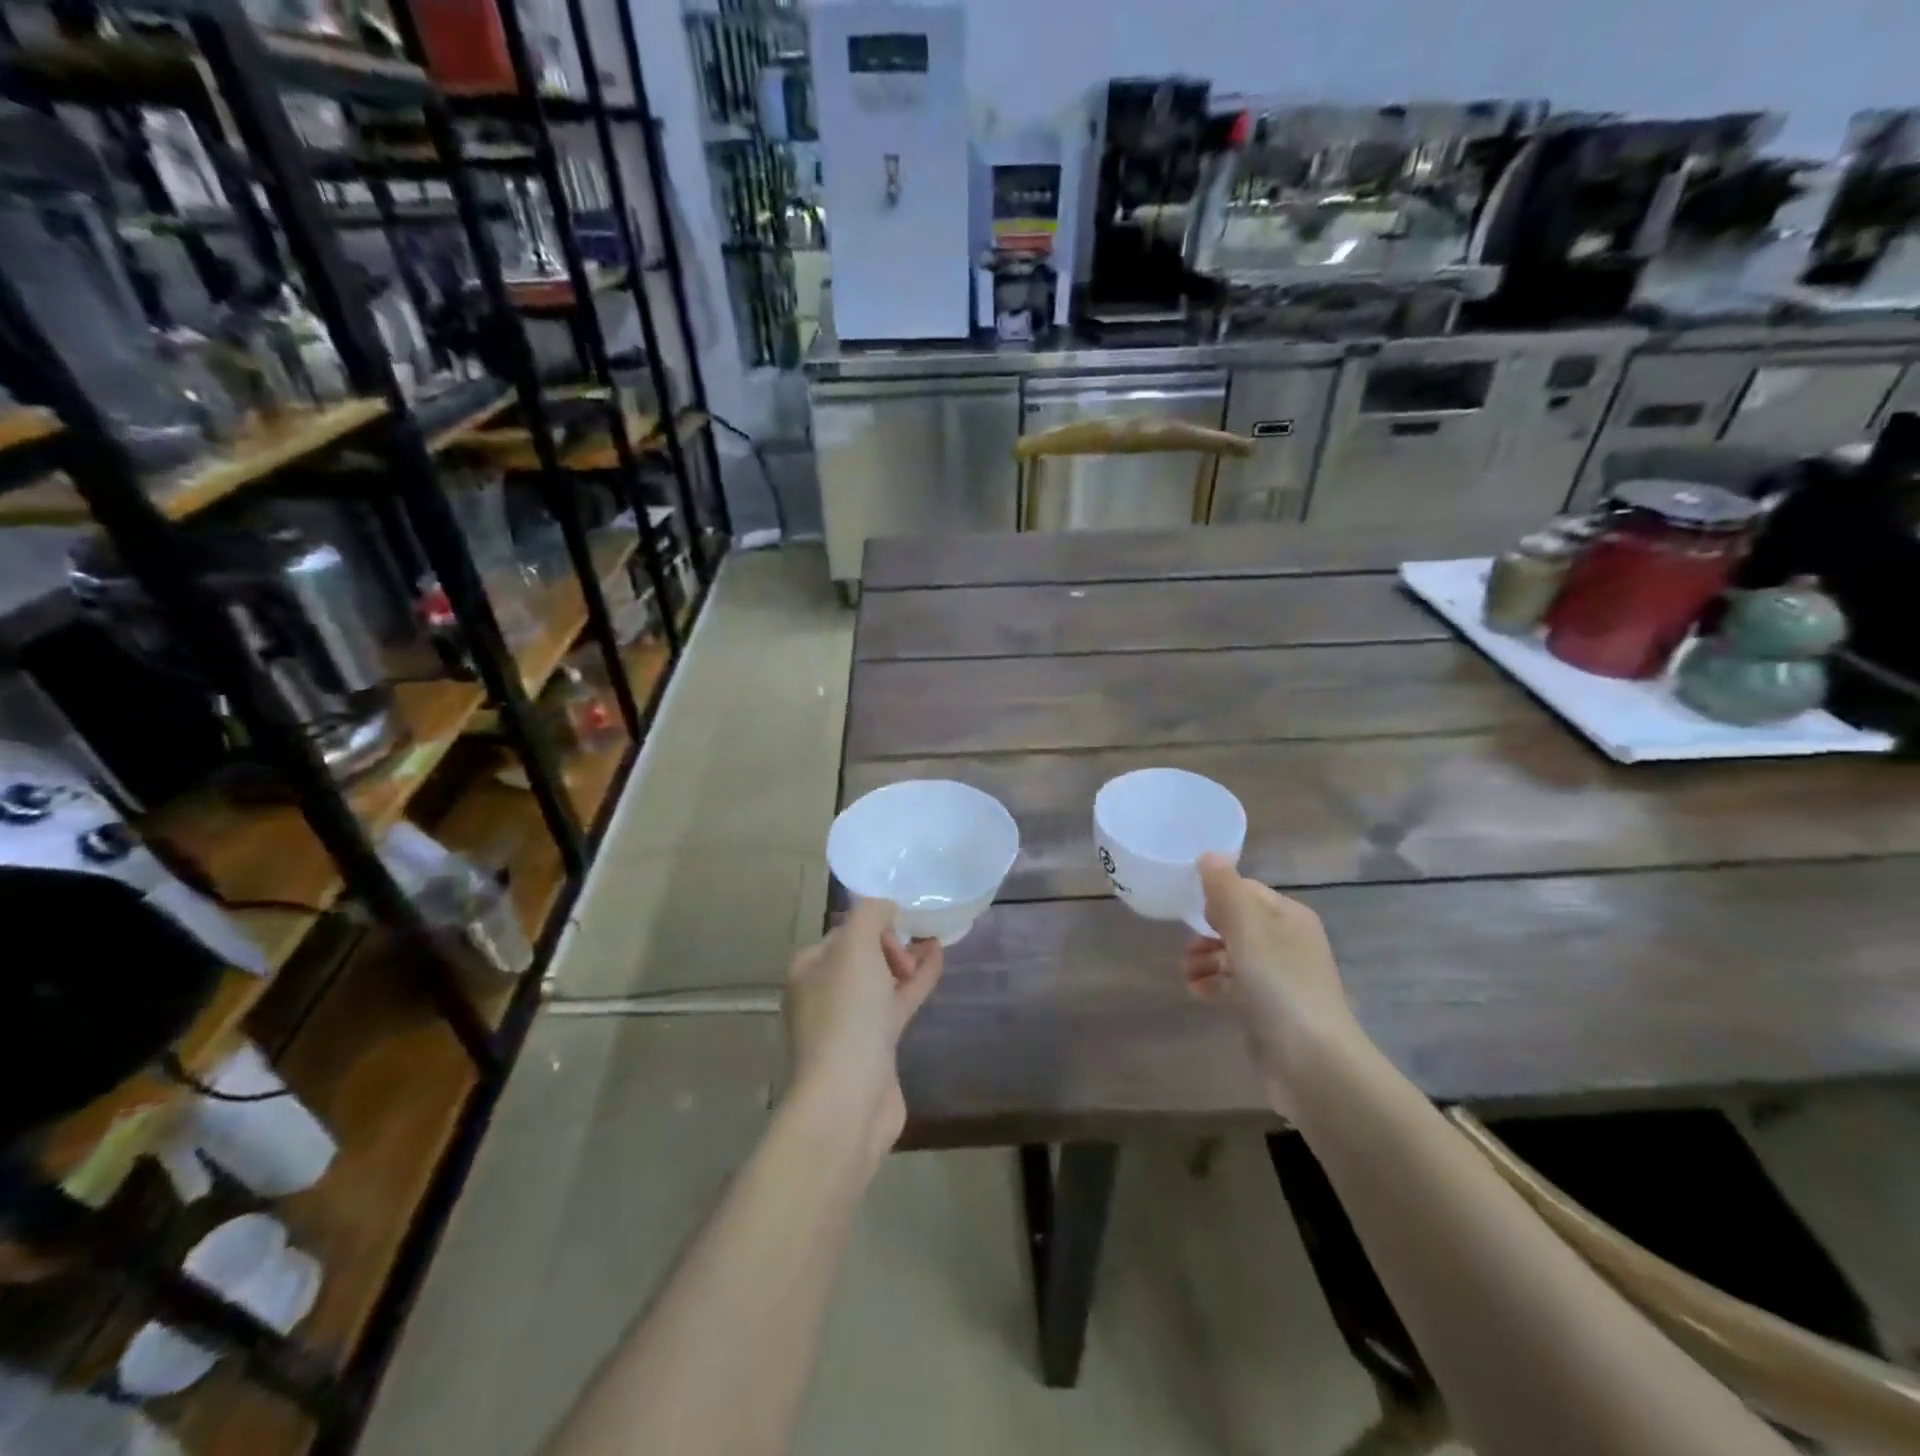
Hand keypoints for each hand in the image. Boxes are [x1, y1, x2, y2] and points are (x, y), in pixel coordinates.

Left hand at [784, 897, 943, 1167]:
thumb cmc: (847, 1014)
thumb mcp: (856, 946)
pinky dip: (916, 983)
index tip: (898, 929)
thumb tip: (885, 907)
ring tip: (935, 941)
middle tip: (914, 946)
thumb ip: (871, 913)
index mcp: (809, 968)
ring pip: (881, 980)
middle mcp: (823, 993)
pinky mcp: (874, 1047)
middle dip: (891, 943)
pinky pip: (896, 1003)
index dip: (874, 925)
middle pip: (863, 955)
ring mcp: (849, 1023)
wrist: (848, 1098)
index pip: (844, 932)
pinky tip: (937, 963)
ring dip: (907, 960)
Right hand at [1181, 854, 1359, 1116]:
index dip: (1217, 895)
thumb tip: (1209, 855)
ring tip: (1188, 973)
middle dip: (1206, 931)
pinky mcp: (1269, 1011)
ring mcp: (1280, 979)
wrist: (1313, 1064)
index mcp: (1289, 917)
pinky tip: (1197, 992)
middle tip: (1187, 944)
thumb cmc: (1279, 984)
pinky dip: (1214, 985)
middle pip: (1237, 924)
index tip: (1191, 908)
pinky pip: (1235, 987)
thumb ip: (1225, 889)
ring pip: (1233, 956)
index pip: (1246, 890)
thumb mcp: (1248, 928)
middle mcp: (1288, 943)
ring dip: (1205, 960)